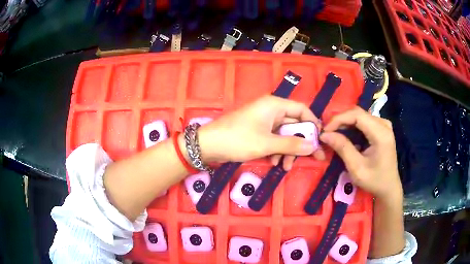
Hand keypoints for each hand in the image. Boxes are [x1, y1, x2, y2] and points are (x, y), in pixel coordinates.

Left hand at [198, 95, 325, 169]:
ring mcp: (264, 121)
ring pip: (284, 135)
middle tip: (313, 158)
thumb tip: (314, 146)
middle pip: (295, 125)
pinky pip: (274, 140)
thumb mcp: (267, 144)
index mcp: (275, 105)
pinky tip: (274, 163)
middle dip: (301, 143)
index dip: (313, 124)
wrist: (208, 145)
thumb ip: (292, 144)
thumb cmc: (238, 140)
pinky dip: (277, 151)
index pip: (302, 110)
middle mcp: (271, 110)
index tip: (320, 140)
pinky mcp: (257, 132)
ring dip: (288, 150)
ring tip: (285, 167)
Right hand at [319, 107, 402, 200]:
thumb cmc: (374, 180)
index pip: (357, 115)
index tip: (325, 131)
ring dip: (345, 123)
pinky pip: (364, 120)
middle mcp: (384, 124)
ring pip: (360, 115)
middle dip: (341, 121)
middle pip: (358, 113)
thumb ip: (342, 148)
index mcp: (381, 133)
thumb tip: (325, 135)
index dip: (339, 119)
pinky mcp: (382, 128)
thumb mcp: (357, 168)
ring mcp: (384, 124)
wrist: (389, 186)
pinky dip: (352, 126)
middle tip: (328, 133)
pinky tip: (346, 135)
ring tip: (334, 134)